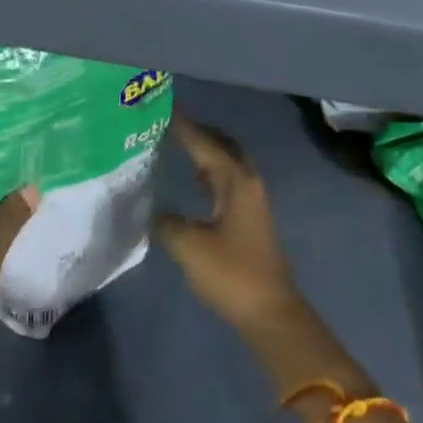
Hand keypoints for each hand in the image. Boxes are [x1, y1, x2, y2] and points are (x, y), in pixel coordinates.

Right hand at [155, 113, 302, 335]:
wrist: (270, 313)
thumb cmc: (231, 274)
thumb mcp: (189, 247)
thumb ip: (166, 222)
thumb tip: (153, 209)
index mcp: (236, 181)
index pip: (205, 143)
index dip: (183, 126)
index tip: (161, 109)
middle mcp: (247, 182)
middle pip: (222, 145)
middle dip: (198, 132)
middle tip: (168, 124)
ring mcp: (252, 200)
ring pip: (227, 163)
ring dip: (205, 152)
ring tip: (175, 145)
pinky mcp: (250, 218)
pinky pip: (228, 181)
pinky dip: (210, 172)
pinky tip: (194, 181)